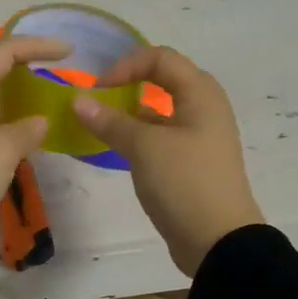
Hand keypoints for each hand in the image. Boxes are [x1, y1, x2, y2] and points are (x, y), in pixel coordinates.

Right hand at [73, 46, 263, 275]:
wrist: (219, 241)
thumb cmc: (185, 183)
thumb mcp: (144, 148)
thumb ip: (110, 121)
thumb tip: (78, 101)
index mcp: (201, 94)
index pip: (161, 58)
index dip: (127, 65)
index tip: (99, 89)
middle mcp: (205, 109)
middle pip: (163, 81)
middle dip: (128, 85)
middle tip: (99, 101)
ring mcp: (200, 138)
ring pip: (161, 112)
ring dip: (131, 114)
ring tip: (99, 127)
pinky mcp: (192, 163)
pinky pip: (162, 138)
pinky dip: (139, 138)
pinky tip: (117, 150)